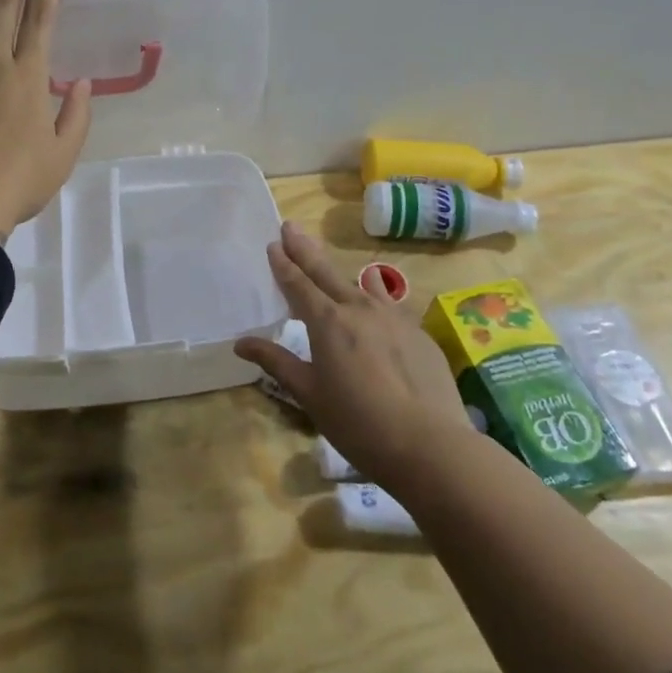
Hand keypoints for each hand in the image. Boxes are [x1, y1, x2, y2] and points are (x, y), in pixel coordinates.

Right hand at [235, 222, 471, 496]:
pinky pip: (389, 306)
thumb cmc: (358, 423)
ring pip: (361, 285)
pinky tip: (374, 305)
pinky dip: (374, 298)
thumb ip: (277, 362)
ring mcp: (394, 318)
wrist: (431, 445)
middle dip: (305, 250)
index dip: (283, 264)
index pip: (298, 284)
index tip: (274, 244)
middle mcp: (359, 309)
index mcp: (327, 322)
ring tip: (329, 265)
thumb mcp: (309, 395)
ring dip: (340, 274)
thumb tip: (241, 342)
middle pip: (326, 272)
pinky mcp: (419, 333)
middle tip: (291, 227)